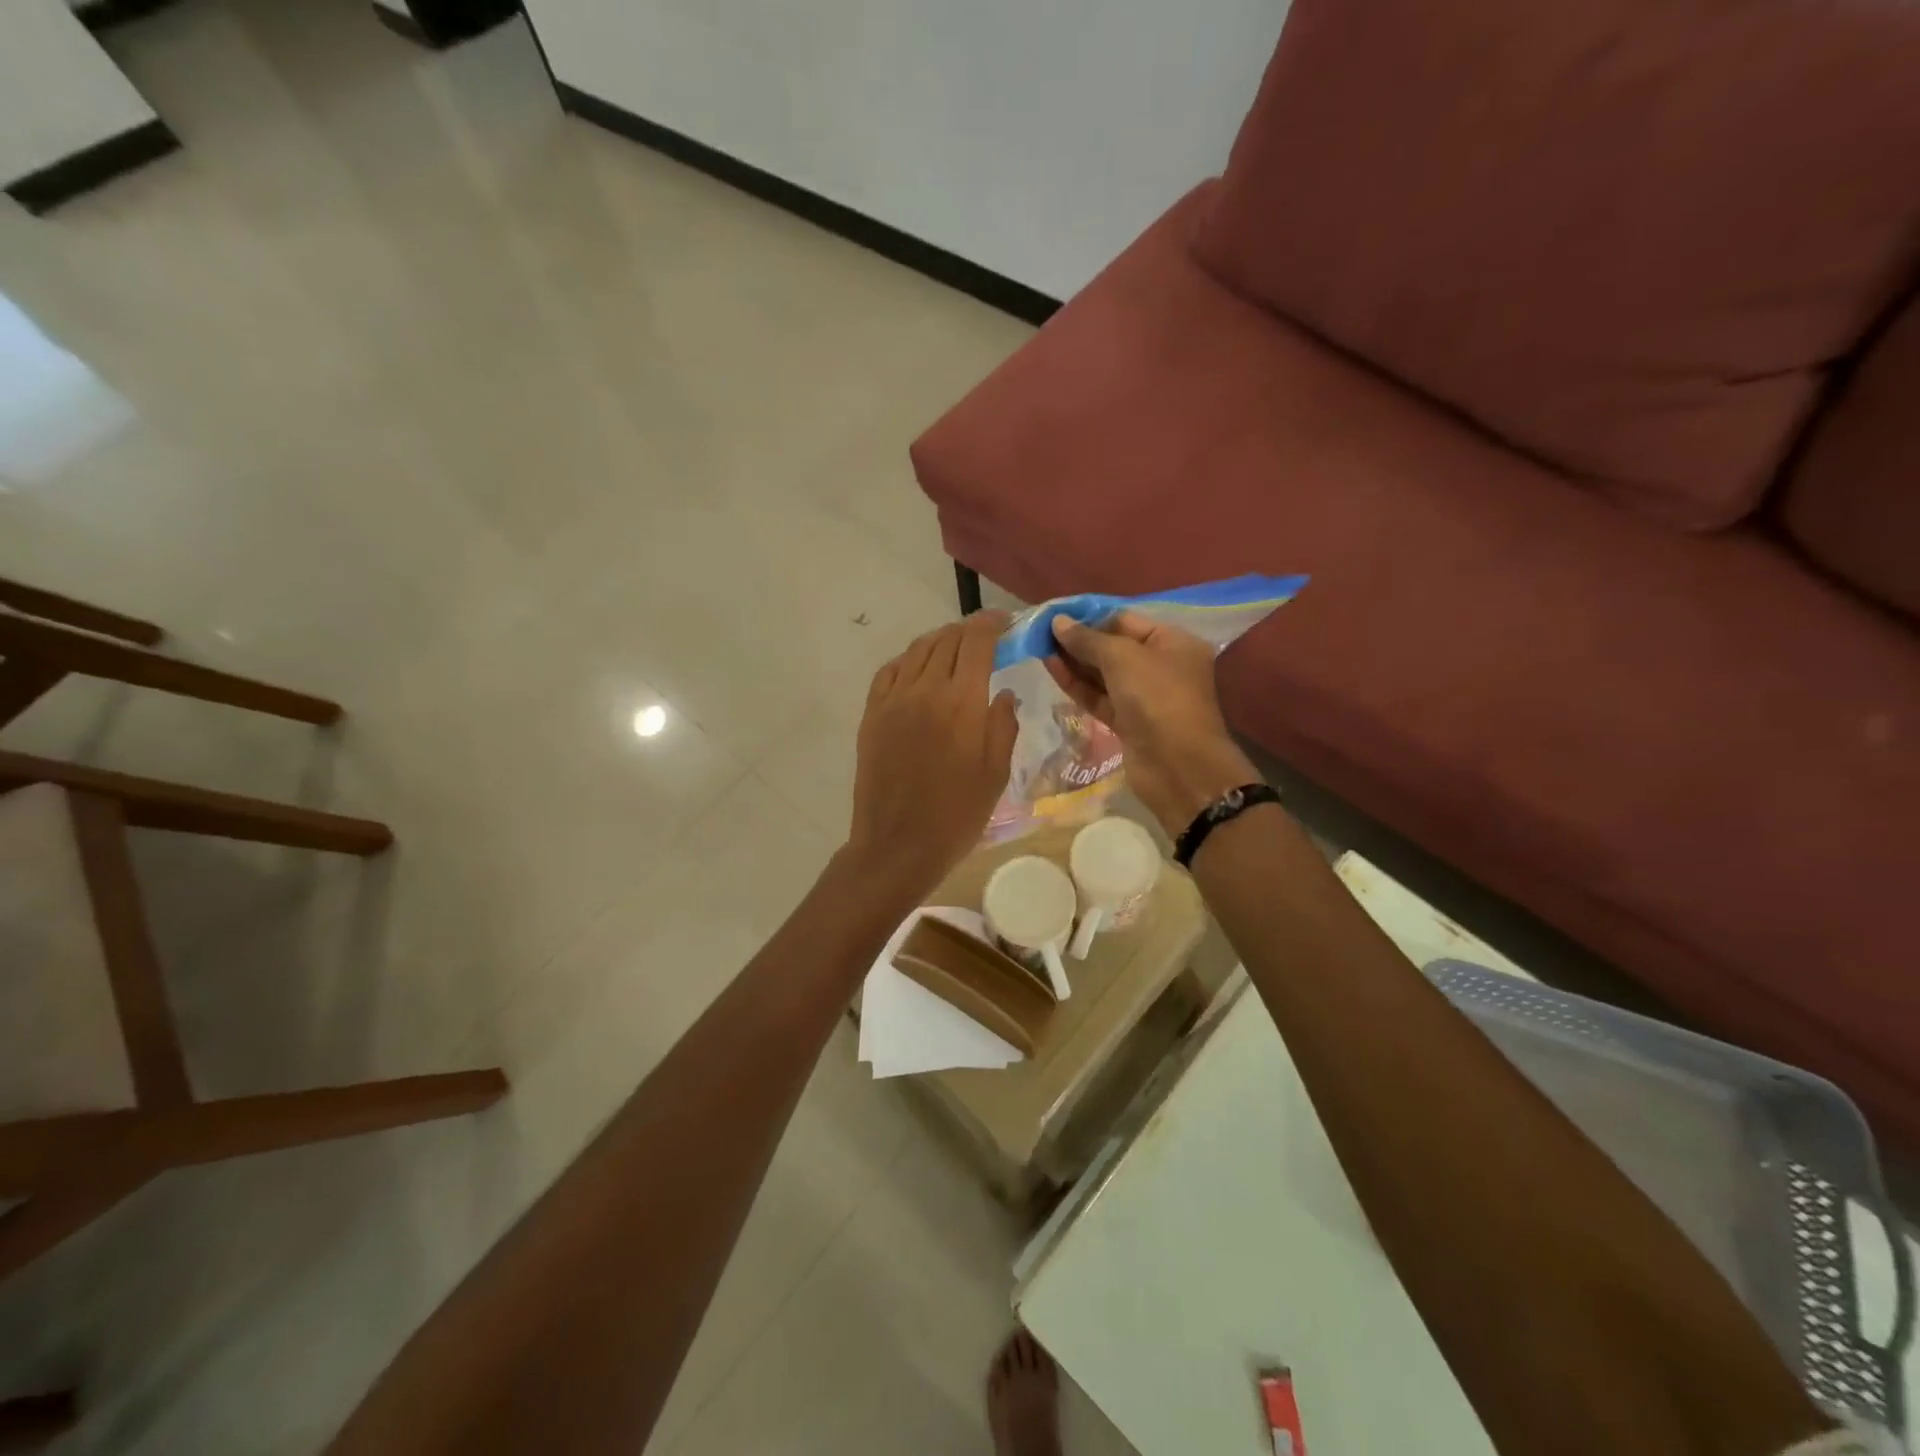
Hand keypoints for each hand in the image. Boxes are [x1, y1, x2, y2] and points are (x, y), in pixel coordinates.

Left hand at [844, 611, 1017, 906]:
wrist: (898, 845)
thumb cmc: (956, 815)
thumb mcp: (995, 773)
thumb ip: (1003, 725)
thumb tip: (1004, 693)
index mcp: (962, 702)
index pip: (977, 643)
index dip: (992, 625)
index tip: (1006, 622)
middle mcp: (925, 689)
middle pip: (947, 640)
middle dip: (969, 630)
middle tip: (986, 635)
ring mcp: (893, 700)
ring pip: (917, 650)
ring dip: (940, 640)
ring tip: (956, 646)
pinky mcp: (872, 714)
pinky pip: (889, 671)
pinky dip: (908, 659)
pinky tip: (919, 667)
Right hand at [1046, 611, 1261, 836]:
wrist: (1177, 766)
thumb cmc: (1158, 698)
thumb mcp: (1122, 658)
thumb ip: (1088, 639)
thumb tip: (1058, 622)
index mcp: (1173, 643)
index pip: (1125, 621)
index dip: (1090, 617)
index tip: (1056, 616)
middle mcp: (1161, 667)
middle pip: (1114, 647)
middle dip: (1079, 640)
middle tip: (1041, 632)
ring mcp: (1145, 697)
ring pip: (1103, 674)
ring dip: (1074, 662)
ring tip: (1039, 648)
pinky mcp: (1128, 723)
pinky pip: (1099, 697)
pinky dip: (1078, 685)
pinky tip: (1052, 669)